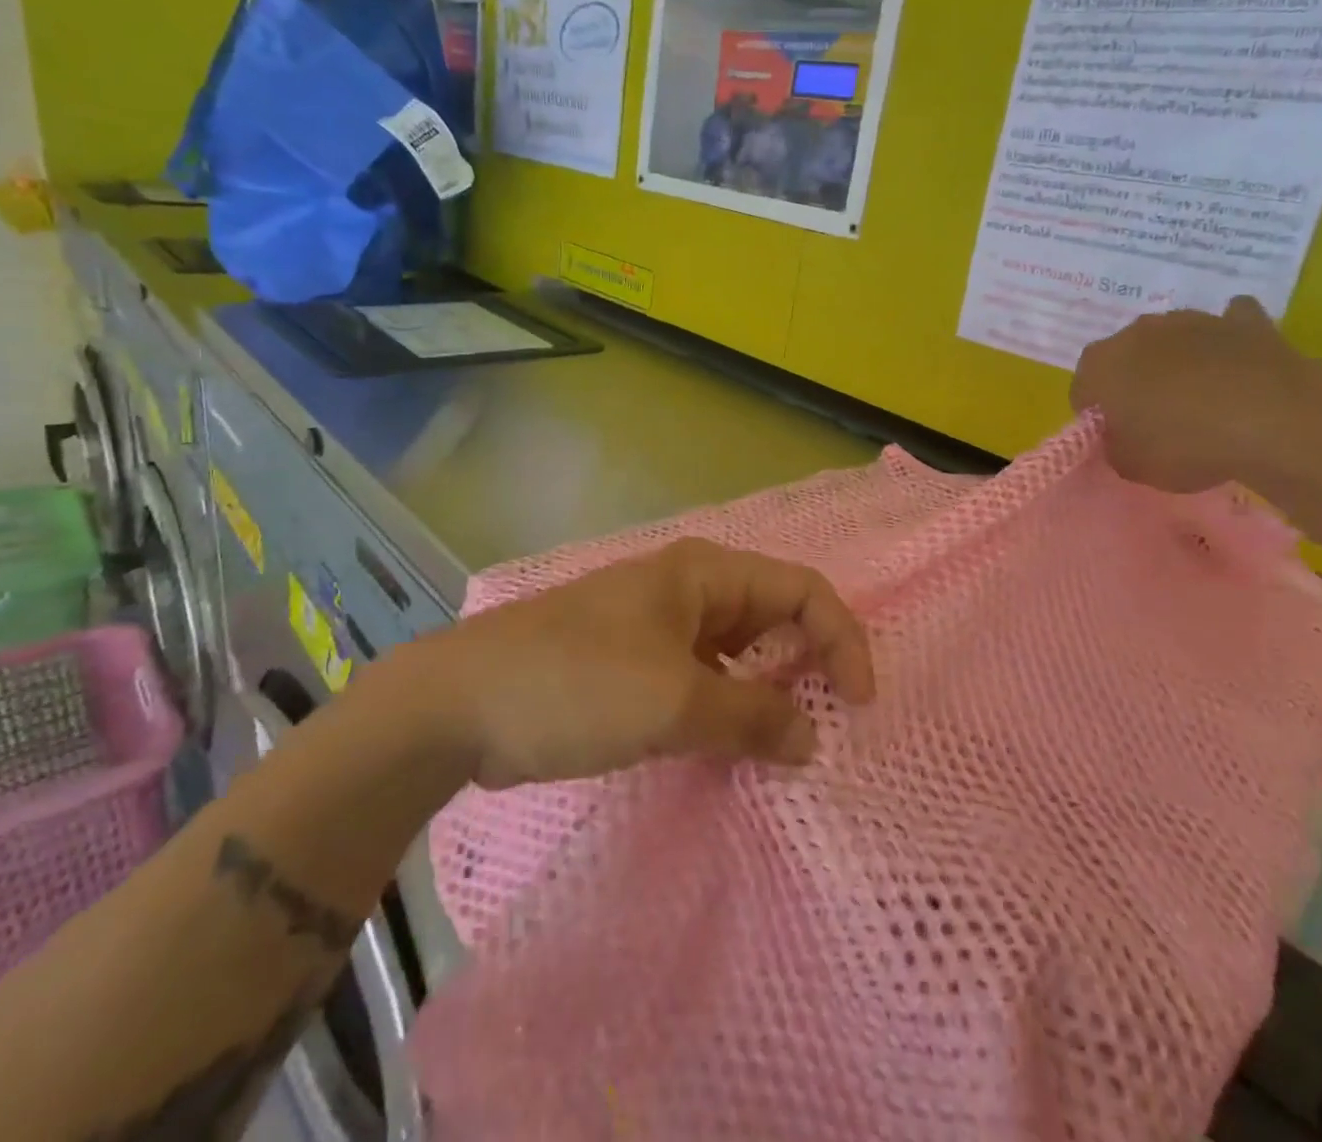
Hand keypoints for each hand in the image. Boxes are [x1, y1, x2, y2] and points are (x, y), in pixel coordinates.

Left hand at [432, 539, 875, 787]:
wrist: (462, 704)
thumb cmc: (576, 683)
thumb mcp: (674, 703)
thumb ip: (751, 719)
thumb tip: (809, 740)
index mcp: (704, 573)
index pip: (801, 589)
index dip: (841, 638)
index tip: (860, 703)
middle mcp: (687, 589)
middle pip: (773, 615)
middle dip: (809, 663)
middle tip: (831, 723)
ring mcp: (658, 626)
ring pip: (737, 651)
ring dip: (767, 691)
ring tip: (787, 743)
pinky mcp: (634, 663)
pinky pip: (702, 679)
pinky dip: (726, 708)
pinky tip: (731, 746)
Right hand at [1072, 297, 1321, 492]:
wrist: (1274, 419)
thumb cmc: (1183, 444)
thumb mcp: (1131, 466)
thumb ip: (1115, 447)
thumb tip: (1121, 437)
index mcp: (1099, 364)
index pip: (1082, 389)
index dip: (1096, 415)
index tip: (1116, 438)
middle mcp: (1138, 332)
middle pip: (1125, 357)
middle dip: (1133, 382)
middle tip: (1154, 420)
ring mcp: (1193, 320)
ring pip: (1173, 340)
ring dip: (1178, 363)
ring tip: (1200, 401)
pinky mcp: (1245, 321)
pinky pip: (1229, 326)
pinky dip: (1228, 343)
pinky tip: (1237, 365)